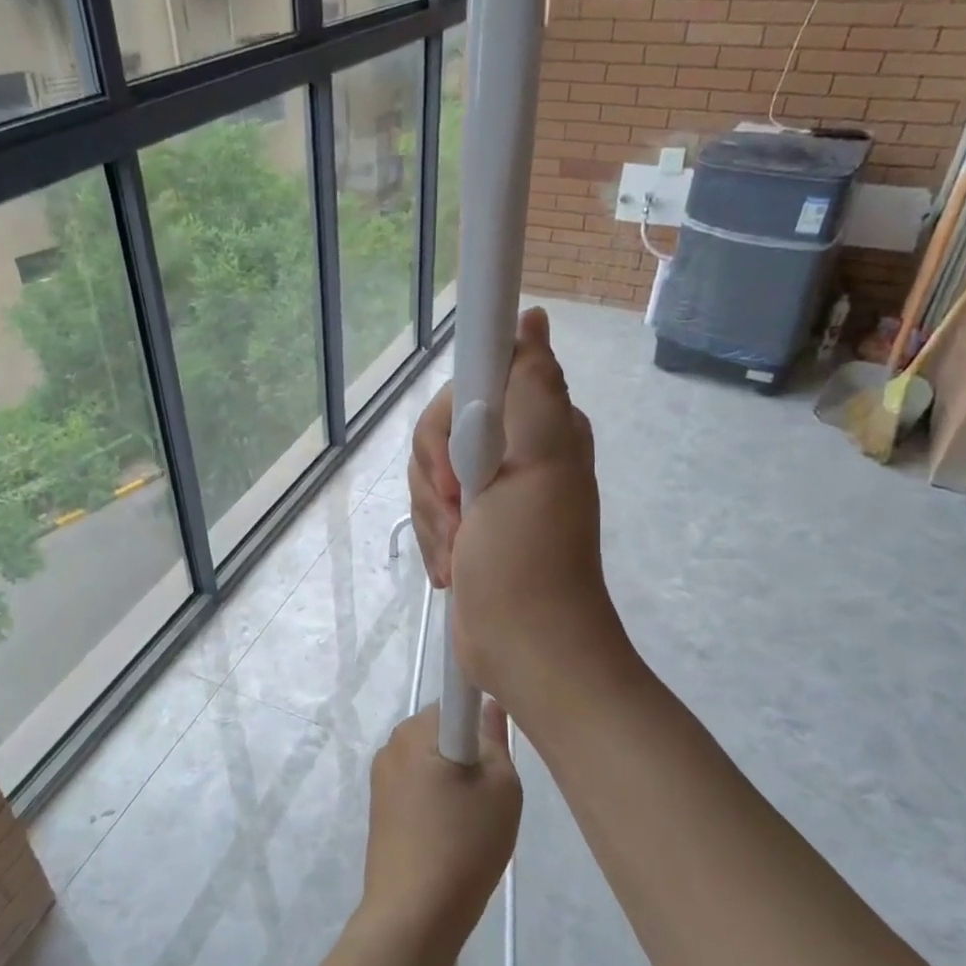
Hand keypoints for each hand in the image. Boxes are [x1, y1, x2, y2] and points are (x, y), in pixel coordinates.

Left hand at [360, 704, 520, 954]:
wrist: (413, 916)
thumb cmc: (463, 845)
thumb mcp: (501, 789)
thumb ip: (495, 740)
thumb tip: (488, 707)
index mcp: (416, 731)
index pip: (455, 701)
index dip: (480, 719)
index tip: (495, 752)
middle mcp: (392, 744)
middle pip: (442, 731)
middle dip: (468, 752)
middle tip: (489, 794)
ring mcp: (381, 777)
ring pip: (430, 760)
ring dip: (453, 779)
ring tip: (471, 822)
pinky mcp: (379, 807)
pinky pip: (417, 786)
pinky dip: (436, 801)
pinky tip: (449, 836)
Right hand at [409, 308, 628, 720]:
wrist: (523, 646)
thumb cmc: (529, 557)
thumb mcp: (537, 464)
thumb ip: (531, 387)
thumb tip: (533, 319)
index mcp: (538, 425)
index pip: (473, 382)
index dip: (452, 418)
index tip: (457, 464)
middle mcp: (514, 449)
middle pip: (440, 428)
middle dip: (436, 477)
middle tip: (460, 513)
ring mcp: (488, 489)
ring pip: (426, 471)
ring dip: (433, 517)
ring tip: (460, 551)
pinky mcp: (467, 523)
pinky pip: (427, 508)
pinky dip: (432, 538)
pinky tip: (453, 565)